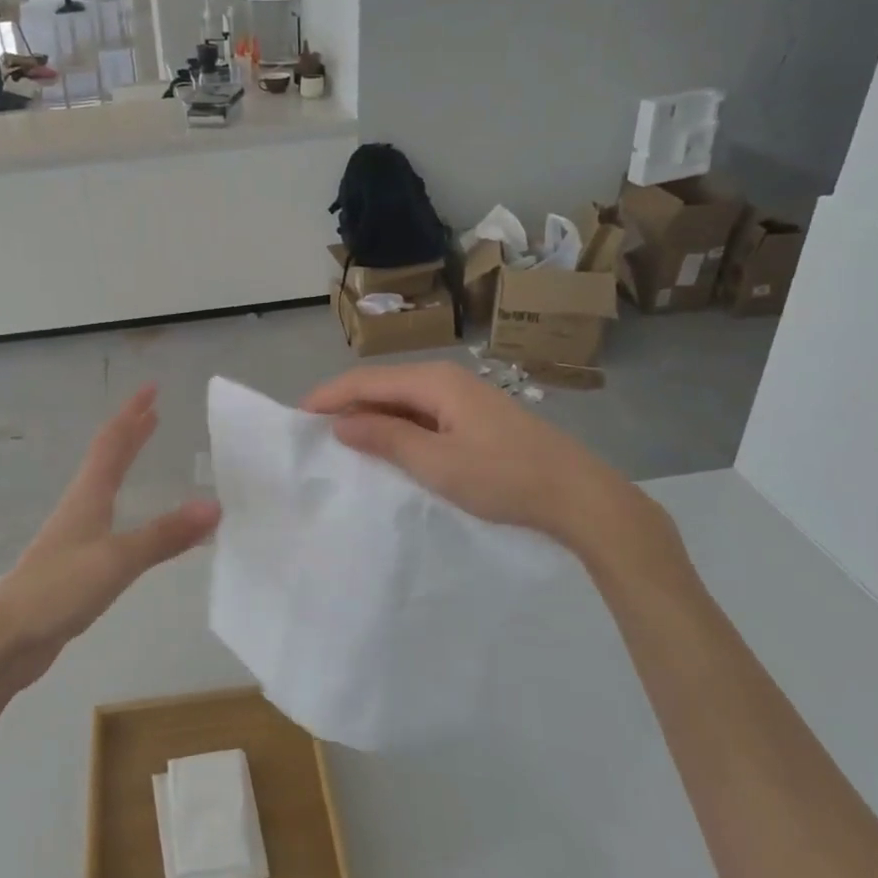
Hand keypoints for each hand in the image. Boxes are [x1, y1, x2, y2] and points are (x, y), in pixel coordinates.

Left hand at [0, 384, 219, 690]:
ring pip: (104, 484)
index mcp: (88, 495)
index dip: (132, 413)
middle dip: (130, 431)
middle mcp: (80, 506)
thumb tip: (215, 506)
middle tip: (153, 411)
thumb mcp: (118, 560)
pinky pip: (107, 515)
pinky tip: (132, 517)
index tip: (152, 388)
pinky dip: (125, 500)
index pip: (113, 441)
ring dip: (125, 460)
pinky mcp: (75, 562)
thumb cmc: (58, 589)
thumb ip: (165, 535)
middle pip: (107, 457)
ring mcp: (74, 534)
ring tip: (143, 449)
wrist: (7, 638)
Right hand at [301, 361, 674, 574]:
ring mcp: (464, 399)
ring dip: (371, 418)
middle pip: (383, 386)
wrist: (581, 497)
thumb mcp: (437, 463)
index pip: (367, 380)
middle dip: (346, 405)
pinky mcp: (476, 419)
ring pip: (402, 401)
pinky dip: (397, 429)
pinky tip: (386, 449)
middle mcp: (447, 380)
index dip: (329, 396)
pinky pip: (422, 416)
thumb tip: (341, 424)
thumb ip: (385, 439)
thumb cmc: (505, 477)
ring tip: (341, 442)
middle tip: (313, 433)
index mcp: (435, 381)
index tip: (296, 417)